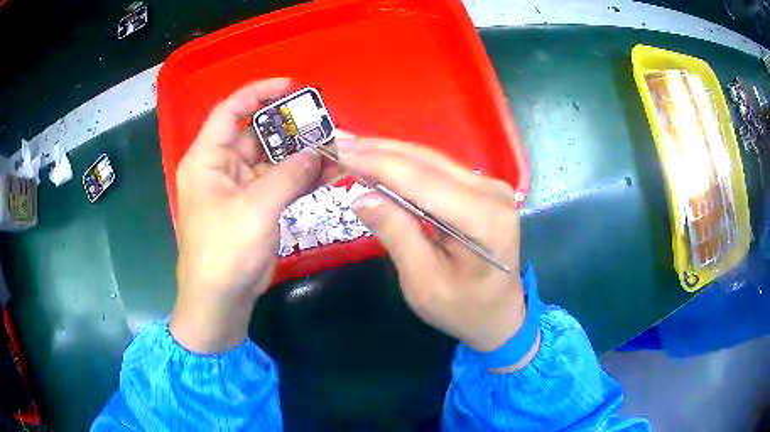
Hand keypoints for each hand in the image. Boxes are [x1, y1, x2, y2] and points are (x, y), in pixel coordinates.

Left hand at [170, 79, 323, 352]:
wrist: (221, 300)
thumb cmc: (224, 252)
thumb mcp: (254, 210)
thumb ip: (287, 176)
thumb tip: (317, 152)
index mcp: (207, 159)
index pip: (230, 111)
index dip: (258, 93)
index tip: (291, 87)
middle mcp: (222, 167)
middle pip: (257, 134)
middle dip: (289, 128)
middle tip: (325, 123)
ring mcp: (241, 187)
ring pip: (273, 160)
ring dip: (301, 154)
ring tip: (335, 145)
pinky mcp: (256, 206)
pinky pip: (281, 183)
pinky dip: (302, 177)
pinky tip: (329, 171)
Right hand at [338, 137, 535, 369]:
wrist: (499, 314)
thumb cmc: (463, 309)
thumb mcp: (424, 283)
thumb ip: (397, 235)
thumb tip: (362, 196)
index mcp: (484, 219)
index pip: (420, 181)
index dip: (375, 163)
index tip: (336, 149)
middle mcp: (492, 192)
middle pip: (425, 162)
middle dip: (377, 151)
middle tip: (336, 142)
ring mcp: (490, 186)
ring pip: (430, 160)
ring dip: (388, 153)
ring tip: (350, 147)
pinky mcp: (482, 188)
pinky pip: (437, 169)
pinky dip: (404, 164)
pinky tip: (379, 159)